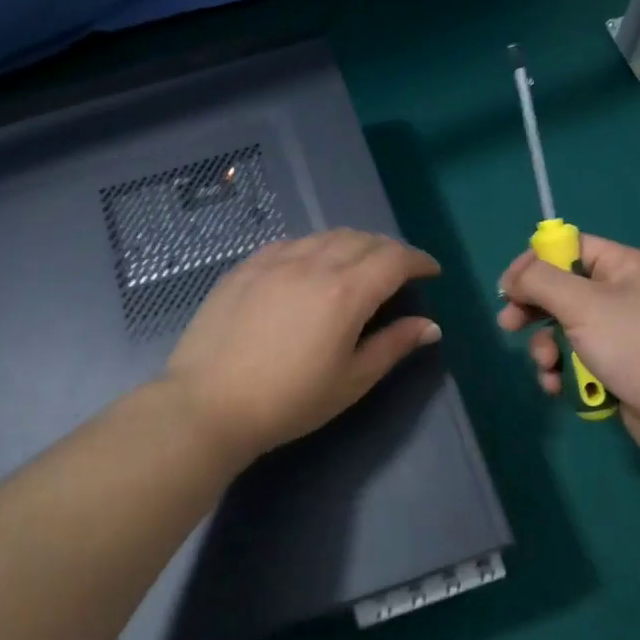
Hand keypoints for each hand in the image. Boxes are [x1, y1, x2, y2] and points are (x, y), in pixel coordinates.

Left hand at [166, 229, 442, 464]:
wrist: (208, 404)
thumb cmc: (288, 401)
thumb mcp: (350, 381)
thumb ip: (393, 346)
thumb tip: (430, 326)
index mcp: (344, 293)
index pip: (394, 259)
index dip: (419, 260)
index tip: (431, 271)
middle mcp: (312, 264)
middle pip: (363, 240)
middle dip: (389, 251)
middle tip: (399, 271)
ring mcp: (274, 261)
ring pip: (327, 236)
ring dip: (354, 244)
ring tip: (359, 266)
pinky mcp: (246, 266)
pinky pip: (292, 243)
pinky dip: (315, 247)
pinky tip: (312, 266)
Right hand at [496, 235, 639, 478]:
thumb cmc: (636, 347)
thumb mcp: (582, 304)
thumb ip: (540, 281)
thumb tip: (514, 277)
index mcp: (624, 267)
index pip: (571, 249)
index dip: (535, 263)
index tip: (508, 287)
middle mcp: (625, 295)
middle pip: (563, 291)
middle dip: (533, 311)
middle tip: (508, 326)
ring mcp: (623, 335)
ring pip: (566, 330)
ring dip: (547, 348)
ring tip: (547, 367)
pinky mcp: (620, 369)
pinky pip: (579, 360)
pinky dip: (564, 372)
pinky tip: (558, 388)